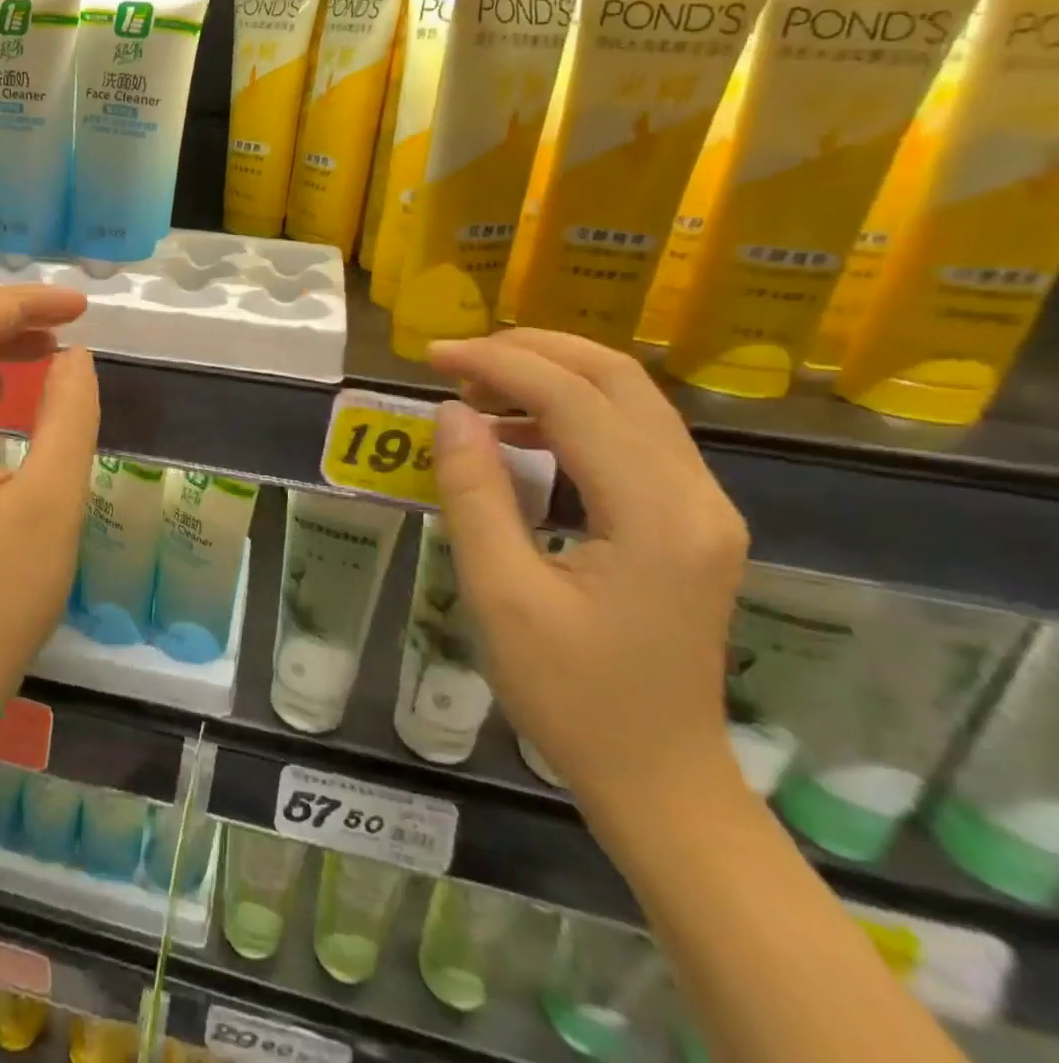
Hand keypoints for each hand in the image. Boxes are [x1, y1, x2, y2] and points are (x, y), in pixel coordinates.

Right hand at [427, 328, 749, 823]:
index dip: (499, 364)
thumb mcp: (502, 596)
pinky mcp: (689, 521)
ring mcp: (702, 507)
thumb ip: (475, 494)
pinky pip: (632, 436)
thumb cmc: (573, 698)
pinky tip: (520, 433)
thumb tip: (452, 413)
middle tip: (456, 361)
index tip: (431, 357)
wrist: (660, 781)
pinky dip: (570, 413)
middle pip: (619, 379)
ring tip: (477, 390)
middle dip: (532, 352)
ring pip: (630, 401)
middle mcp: (696, 495)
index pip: (576, 400)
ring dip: (551, 377)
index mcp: (657, 514)